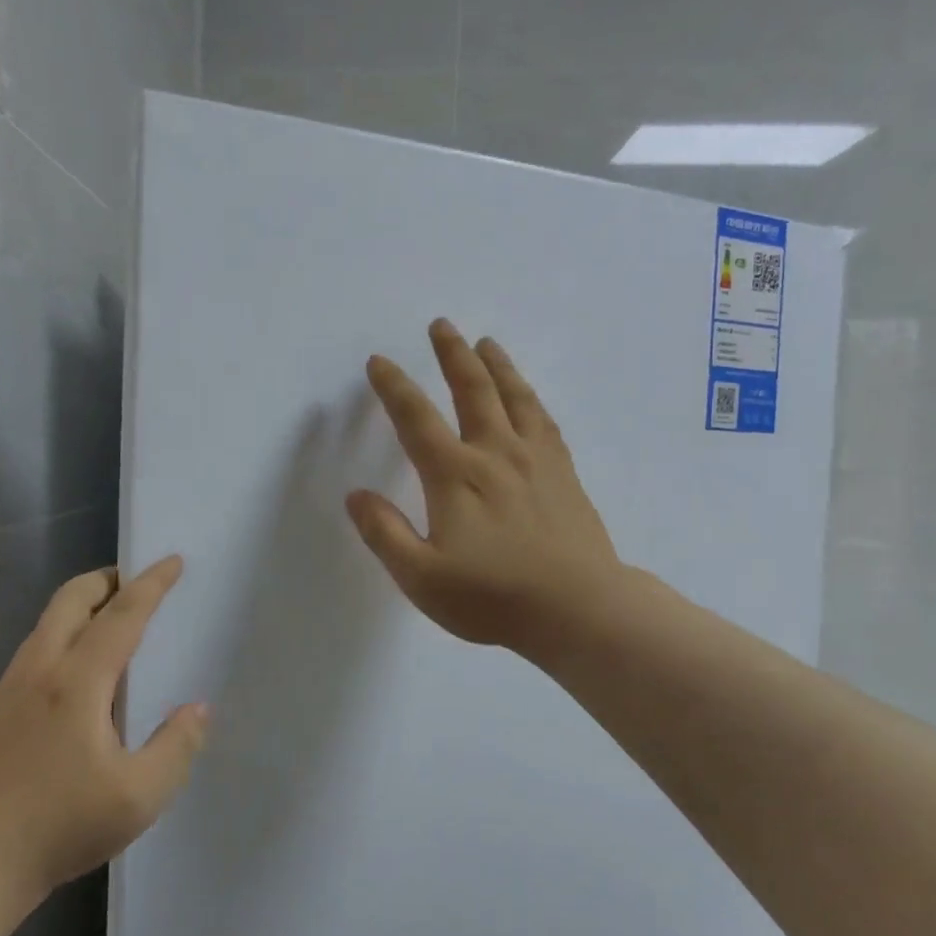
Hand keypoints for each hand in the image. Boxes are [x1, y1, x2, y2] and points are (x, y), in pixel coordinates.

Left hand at [0, 556, 208, 906]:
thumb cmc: (60, 826)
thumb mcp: (138, 797)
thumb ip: (177, 747)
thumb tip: (197, 708)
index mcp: (77, 681)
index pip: (122, 615)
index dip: (152, 584)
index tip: (173, 561)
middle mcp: (42, 669)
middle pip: (73, 598)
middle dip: (109, 579)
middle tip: (141, 582)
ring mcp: (14, 685)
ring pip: (51, 618)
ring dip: (86, 602)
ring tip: (118, 617)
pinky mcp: (0, 705)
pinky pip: (40, 643)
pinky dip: (68, 628)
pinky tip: (84, 665)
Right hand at [347, 320, 628, 664]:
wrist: (579, 609)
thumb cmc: (493, 597)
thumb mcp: (422, 578)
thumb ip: (385, 534)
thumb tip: (356, 496)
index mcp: (455, 476)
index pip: (416, 419)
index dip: (394, 387)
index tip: (379, 362)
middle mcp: (495, 454)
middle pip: (472, 390)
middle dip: (452, 355)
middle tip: (441, 325)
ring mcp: (536, 460)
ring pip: (514, 397)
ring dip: (496, 366)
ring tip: (486, 343)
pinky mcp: (564, 474)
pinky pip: (544, 421)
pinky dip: (531, 399)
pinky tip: (528, 397)